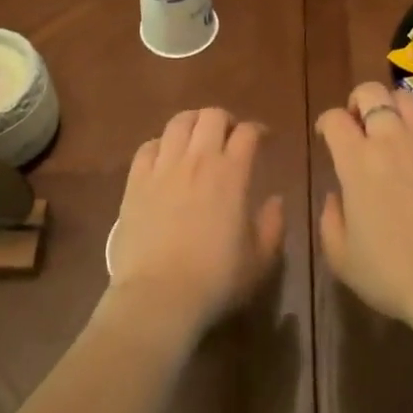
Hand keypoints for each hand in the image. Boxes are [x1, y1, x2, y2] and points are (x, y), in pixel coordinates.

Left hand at [107, 108, 285, 337]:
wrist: (159, 296)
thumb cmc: (216, 279)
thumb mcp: (260, 259)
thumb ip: (273, 225)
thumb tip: (276, 200)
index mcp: (231, 173)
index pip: (247, 133)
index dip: (258, 130)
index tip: (264, 138)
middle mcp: (197, 160)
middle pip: (211, 116)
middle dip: (225, 120)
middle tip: (229, 136)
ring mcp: (163, 167)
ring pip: (178, 122)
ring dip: (193, 123)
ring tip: (197, 138)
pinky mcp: (135, 181)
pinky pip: (148, 147)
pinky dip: (160, 145)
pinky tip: (165, 158)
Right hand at [316, 82, 412, 363]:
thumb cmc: (392, 274)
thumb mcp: (342, 257)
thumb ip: (331, 219)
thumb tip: (337, 196)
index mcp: (356, 160)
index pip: (335, 119)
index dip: (327, 122)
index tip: (328, 135)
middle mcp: (392, 139)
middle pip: (371, 92)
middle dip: (360, 101)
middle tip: (361, 123)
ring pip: (408, 98)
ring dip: (395, 108)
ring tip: (397, 130)